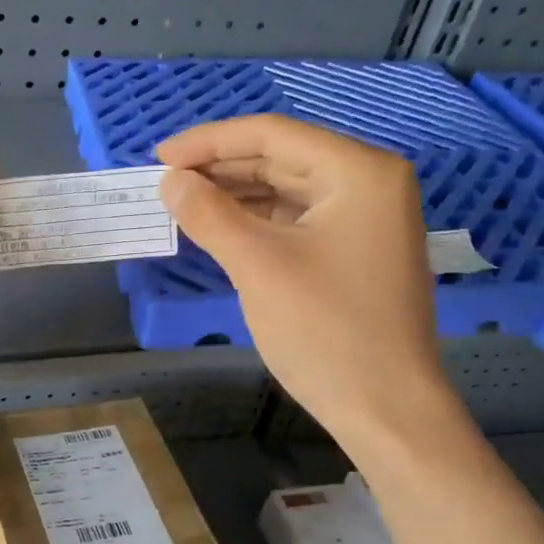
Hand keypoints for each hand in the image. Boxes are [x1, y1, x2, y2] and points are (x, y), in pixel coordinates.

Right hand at [157, 116, 457, 443]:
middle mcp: (369, 183)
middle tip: (165, 182)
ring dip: (236, 195)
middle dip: (221, 167)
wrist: (386, 408)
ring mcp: (367, 219)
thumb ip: (209, 214)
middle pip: (282, 158)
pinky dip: (257, 222)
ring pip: (288, 190)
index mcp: (359, 171)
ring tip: (183, 203)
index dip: (209, 142)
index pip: (272, 134)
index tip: (158, 157)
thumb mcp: (258, 265)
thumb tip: (170, 180)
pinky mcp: (356, 252)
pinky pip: (298, 221)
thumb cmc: (324, 330)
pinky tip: (221, 228)